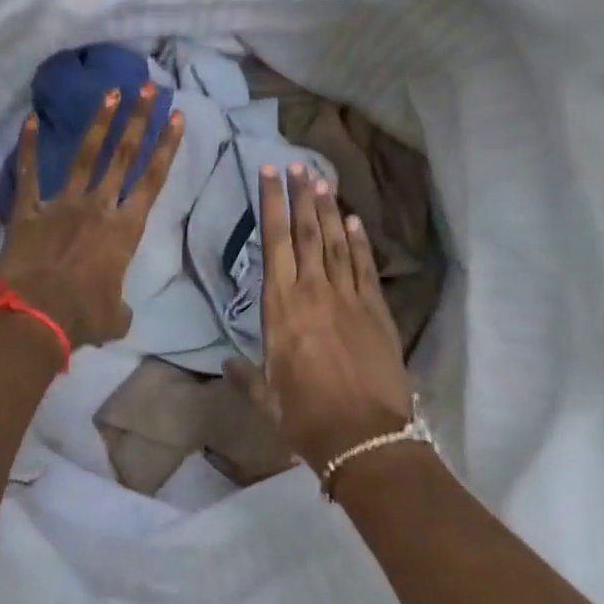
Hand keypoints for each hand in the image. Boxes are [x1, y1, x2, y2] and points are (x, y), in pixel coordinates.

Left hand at [0, 85, 183, 350]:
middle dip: (138, 119)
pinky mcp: (27, 212)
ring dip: (99, 123)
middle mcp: (97, 208)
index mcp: (124, 230)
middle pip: (123, 156)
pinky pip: (28, 174)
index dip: (166, 146)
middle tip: (148, 88)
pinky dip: (29, 147)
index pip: (152, 179)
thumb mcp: (115, 318)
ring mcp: (60, 205)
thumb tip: (118, 311)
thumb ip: (121, 306)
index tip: (176, 116)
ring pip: (84, 156)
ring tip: (111, 92)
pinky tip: (30, 120)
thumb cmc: (81, 319)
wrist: (33, 320)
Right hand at [253, 164, 412, 473]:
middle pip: (307, 233)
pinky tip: (355, 221)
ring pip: (337, 243)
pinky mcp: (377, 311)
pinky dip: (360, 241)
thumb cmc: (305, 419)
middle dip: (301, 196)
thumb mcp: (266, 400)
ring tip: (321, 181)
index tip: (269, 175)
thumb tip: (227, 364)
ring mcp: (349, 298)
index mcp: (280, 309)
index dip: (271, 205)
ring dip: (329, 210)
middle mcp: (313, 292)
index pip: (274, 243)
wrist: (364, 437)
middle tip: (298, 165)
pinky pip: (366, 267)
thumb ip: (246, 377)